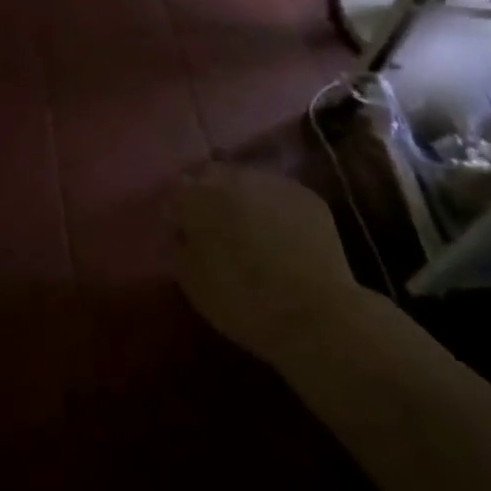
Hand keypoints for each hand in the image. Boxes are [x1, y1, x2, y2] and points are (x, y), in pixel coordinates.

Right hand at [171, 166, 361, 372]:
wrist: (313, 315)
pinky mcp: (307, 195)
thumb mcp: (191, 281)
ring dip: (244, 197)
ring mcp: (273, 181)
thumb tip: (183, 228)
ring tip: (251, 229)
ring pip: (249, 181)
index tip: (183, 228)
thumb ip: (180, 243)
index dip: (180, 209)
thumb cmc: (241, 302)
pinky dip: (276, 208)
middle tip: (216, 226)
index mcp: (197, 195)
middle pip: (213, 175)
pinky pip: (280, 195)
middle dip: (210, 195)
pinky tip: (282, 235)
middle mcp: (233, 177)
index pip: (178, 188)